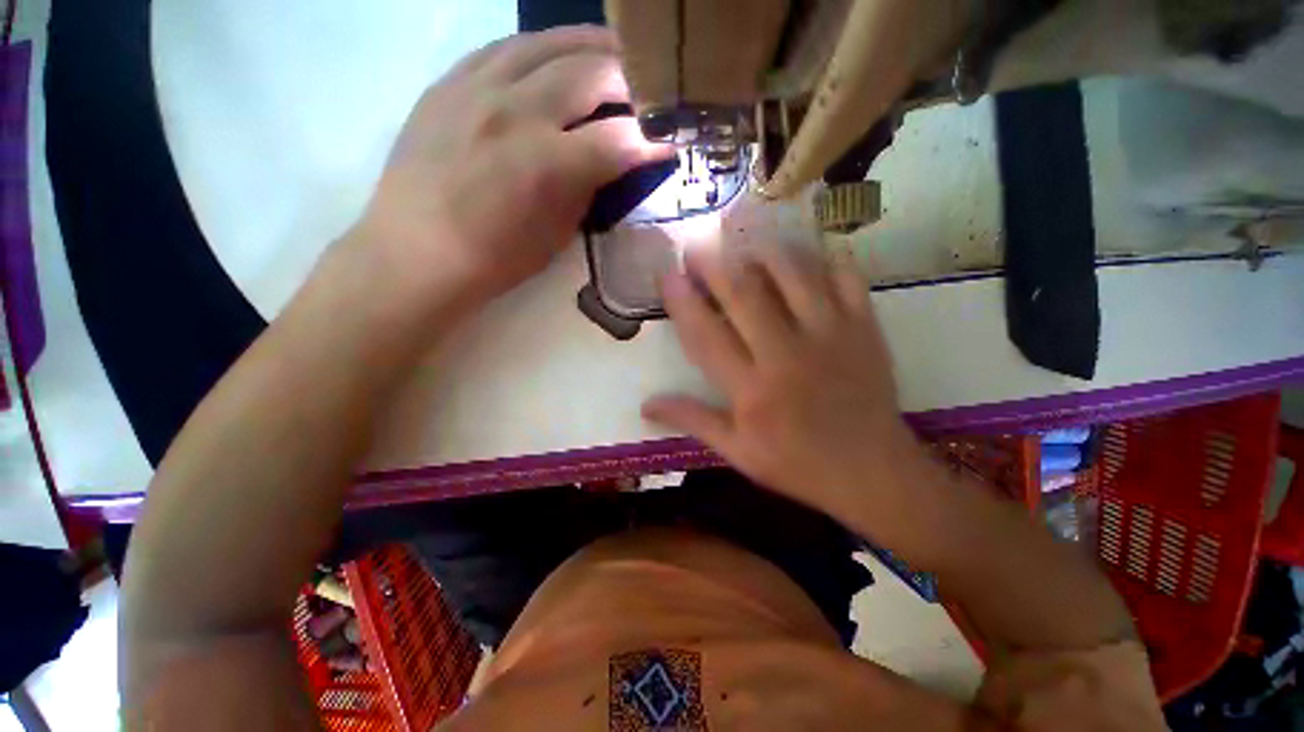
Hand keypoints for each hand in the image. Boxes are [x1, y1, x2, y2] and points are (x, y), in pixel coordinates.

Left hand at [348, 26, 670, 315]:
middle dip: (631, 81)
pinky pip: (504, 47)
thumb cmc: (493, 260)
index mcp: (546, 163)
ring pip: (548, 43)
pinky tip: (554, 56)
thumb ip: (586, 190)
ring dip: (590, 46)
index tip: (671, 144)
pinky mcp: (449, 82)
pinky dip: (540, 48)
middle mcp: (515, 111)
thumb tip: (611, 162)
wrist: (414, 253)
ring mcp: (477, 88)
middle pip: (590, 72)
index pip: (619, 138)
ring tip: (614, 53)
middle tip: (648, 92)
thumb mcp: (555, 235)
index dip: (652, 141)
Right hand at [642, 243, 926, 528]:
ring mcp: (830, 337)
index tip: (667, 276)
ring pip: (793, 277)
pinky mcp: (864, 329)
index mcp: (752, 390)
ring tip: (744, 242)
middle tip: (697, 246)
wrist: (872, 472)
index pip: (706, 336)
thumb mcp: (738, 453)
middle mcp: (787, 355)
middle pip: (745, 296)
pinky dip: (825, 258)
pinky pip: (845, 278)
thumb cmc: (797, 463)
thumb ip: (693, 421)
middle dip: (715, 266)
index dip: (683, 302)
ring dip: (763, 252)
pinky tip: (806, 252)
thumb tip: (646, 404)